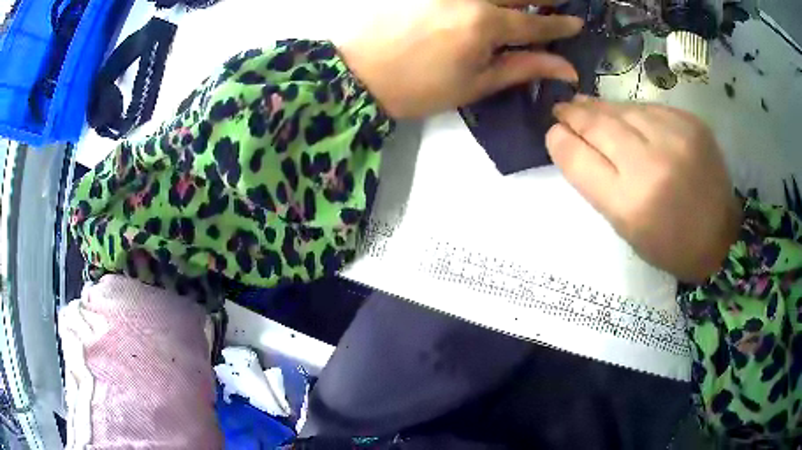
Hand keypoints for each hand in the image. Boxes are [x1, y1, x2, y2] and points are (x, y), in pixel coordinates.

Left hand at [337, 0, 583, 118]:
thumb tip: (566, 68)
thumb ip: (523, 68)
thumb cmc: (420, 88)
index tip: (577, 22)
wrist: (359, 74)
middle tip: (560, 3)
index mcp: (484, 24)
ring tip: (531, 4)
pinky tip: (498, 4)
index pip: (535, 23)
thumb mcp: (476, 84)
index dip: (559, 25)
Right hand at [546, 96, 741, 281]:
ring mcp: (674, 137)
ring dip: (601, 108)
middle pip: (598, 125)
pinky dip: (632, 111)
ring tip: (587, 107)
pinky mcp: (690, 122)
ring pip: (622, 109)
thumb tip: (574, 141)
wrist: (720, 237)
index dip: (560, 140)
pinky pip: (648, 108)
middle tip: (562, 110)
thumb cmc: (668, 243)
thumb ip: (597, 183)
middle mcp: (651, 164)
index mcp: (629, 203)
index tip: (554, 132)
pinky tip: (627, 117)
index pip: (578, 158)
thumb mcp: (625, 227)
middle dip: (574, 115)